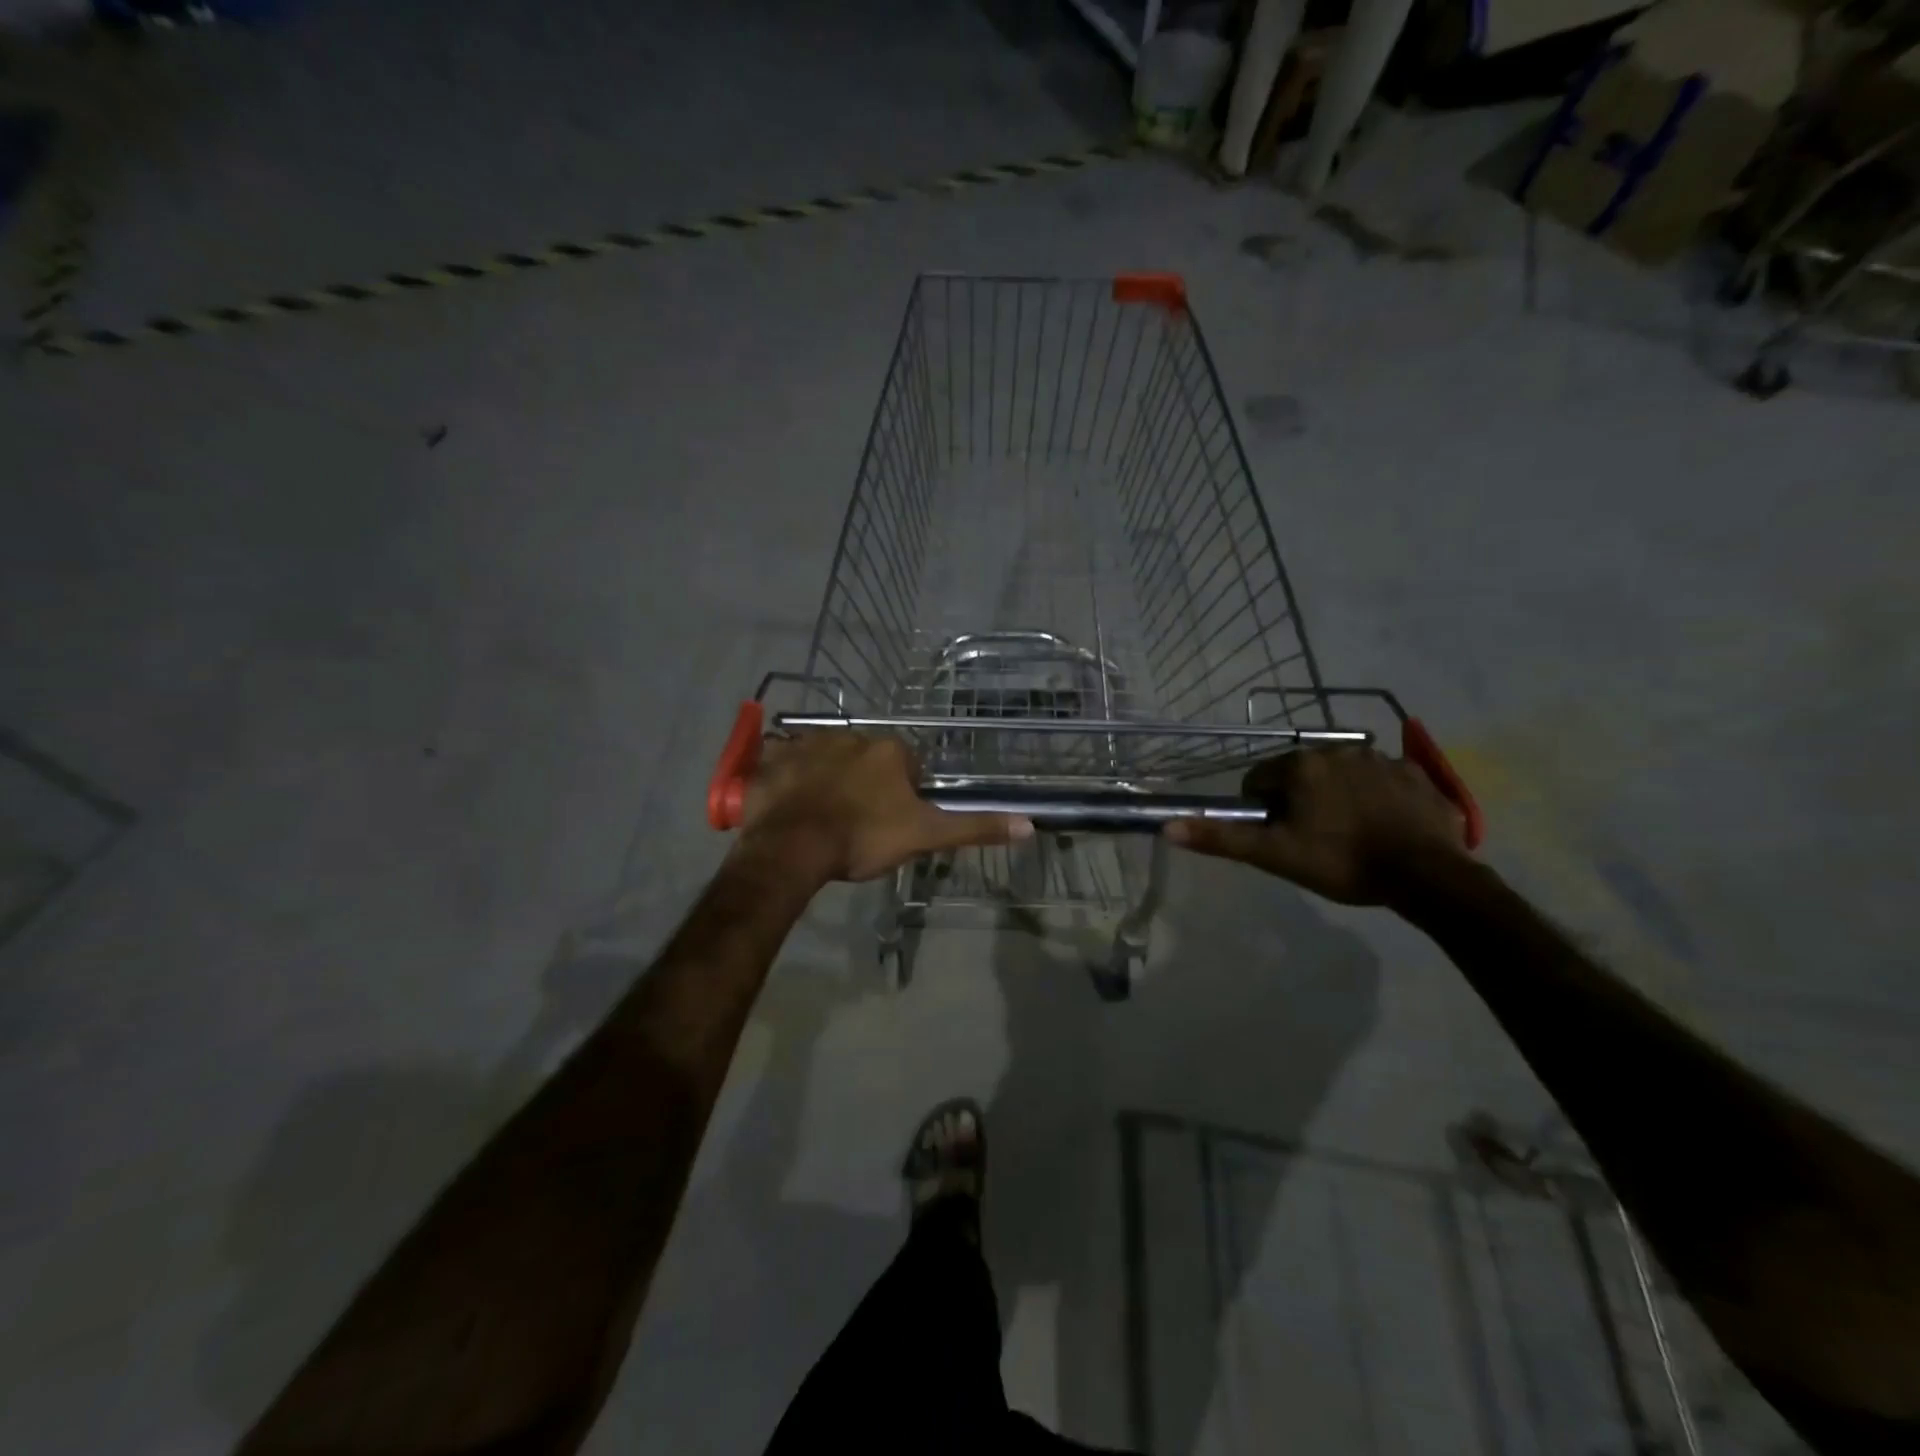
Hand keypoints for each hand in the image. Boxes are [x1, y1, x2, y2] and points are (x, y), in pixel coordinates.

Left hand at [737, 731, 1032, 883]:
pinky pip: (782, 760)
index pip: (906, 764)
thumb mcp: (926, 836)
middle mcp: (850, 736)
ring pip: (824, 756)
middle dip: (864, 781)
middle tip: (856, 820)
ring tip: (820, 814)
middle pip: (865, 758)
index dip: (903, 792)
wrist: (794, 848)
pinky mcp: (772, 759)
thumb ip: (974, 827)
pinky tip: (786, 800)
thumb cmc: (863, 838)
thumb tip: (1030, 824)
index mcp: (889, 751)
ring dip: (826, 777)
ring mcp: (807, 744)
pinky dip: (785, 775)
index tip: (892, 820)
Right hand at [1165, 746, 1469, 904]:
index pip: (1259, 780)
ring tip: (1351, 834)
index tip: (1280, 837)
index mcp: (1300, 765)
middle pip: (1300, 774)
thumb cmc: (1343, 862)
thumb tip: (1167, 827)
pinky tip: (1385, 826)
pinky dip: (1377, 797)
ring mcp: (1381, 758)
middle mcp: (1338, 749)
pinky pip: (1383, 780)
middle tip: (1315, 839)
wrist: (1428, 876)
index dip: (1263, 810)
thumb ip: (1221, 838)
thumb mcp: (1275, 855)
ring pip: (1341, 774)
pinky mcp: (1416, 773)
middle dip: (1300, 800)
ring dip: (1338, 795)